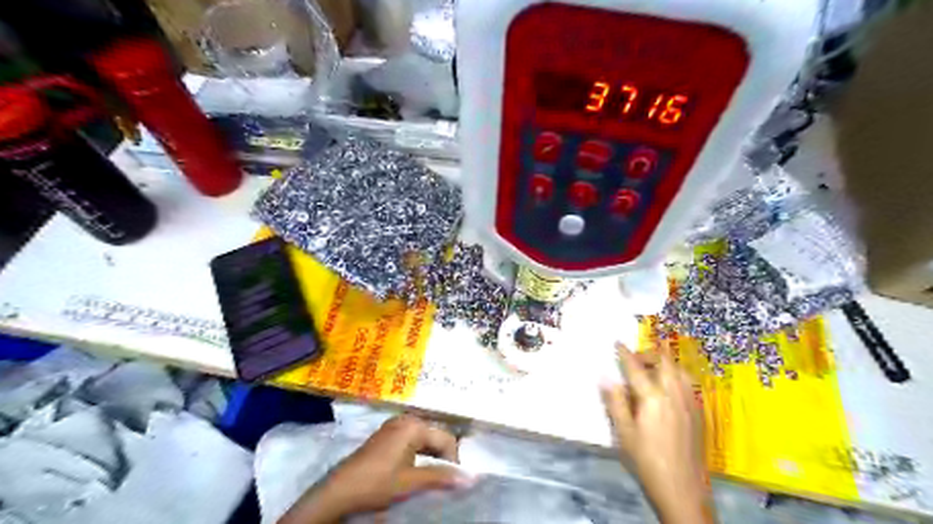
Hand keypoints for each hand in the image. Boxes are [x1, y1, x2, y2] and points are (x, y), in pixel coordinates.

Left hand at [274, 414, 465, 523]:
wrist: (339, 491)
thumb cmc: (377, 483)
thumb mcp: (411, 482)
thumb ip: (441, 477)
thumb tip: (471, 477)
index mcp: (413, 425)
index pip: (446, 439)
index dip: (453, 461)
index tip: (453, 482)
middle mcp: (405, 420)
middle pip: (435, 437)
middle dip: (441, 458)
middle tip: (442, 481)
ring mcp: (394, 426)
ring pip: (423, 440)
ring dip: (429, 458)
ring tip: (428, 478)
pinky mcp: (386, 435)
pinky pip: (411, 441)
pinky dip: (417, 455)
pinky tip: (413, 471)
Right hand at [601, 341, 711, 521]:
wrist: (683, 490)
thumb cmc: (647, 462)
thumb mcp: (624, 434)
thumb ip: (615, 402)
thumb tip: (605, 378)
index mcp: (653, 398)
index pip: (636, 368)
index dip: (625, 353)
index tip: (617, 343)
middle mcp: (674, 394)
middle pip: (664, 361)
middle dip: (648, 353)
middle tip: (635, 357)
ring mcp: (690, 403)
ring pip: (680, 369)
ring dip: (665, 361)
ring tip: (653, 367)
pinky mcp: (699, 413)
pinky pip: (689, 383)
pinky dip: (678, 374)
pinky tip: (671, 385)